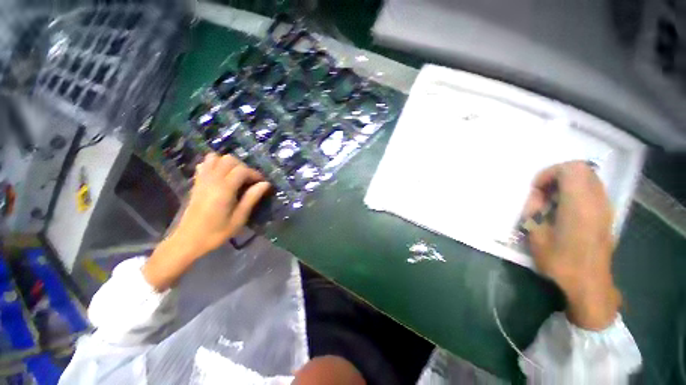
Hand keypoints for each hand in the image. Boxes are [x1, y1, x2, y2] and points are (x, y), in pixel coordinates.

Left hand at [143, 153, 270, 290]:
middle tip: (250, 181)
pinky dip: (215, 164)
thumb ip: (251, 198)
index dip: (255, 174)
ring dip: (229, 164)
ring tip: (236, 176)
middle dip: (243, 167)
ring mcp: (202, 180)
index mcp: (224, 189)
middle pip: (229, 160)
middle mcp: (212, 180)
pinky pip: (204, 164)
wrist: (188, 240)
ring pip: (216, 158)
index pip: (242, 170)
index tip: (262, 183)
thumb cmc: (216, 232)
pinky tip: (221, 175)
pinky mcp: (196, 183)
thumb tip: (265, 184)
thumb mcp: (239, 218)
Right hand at [525, 161, 620, 329]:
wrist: (589, 283)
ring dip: (567, 183)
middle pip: (582, 169)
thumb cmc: (560, 261)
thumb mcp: (536, 236)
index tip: (536, 189)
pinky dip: (577, 191)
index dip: (549, 173)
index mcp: (579, 205)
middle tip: (543, 193)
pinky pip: (593, 189)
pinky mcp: (606, 214)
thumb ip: (534, 211)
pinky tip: (565, 208)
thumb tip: (537, 198)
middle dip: (558, 175)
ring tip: (552, 201)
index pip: (570, 169)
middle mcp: (596, 201)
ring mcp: (605, 207)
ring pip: (588, 178)